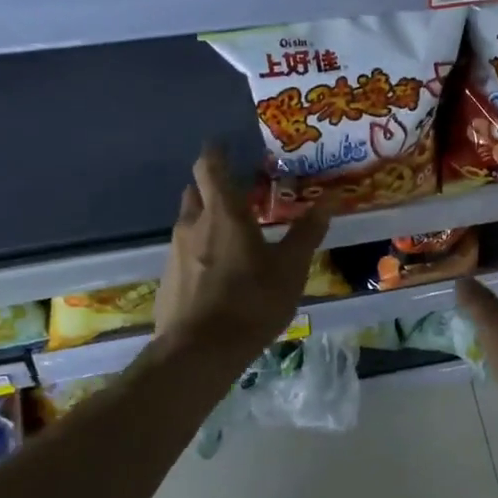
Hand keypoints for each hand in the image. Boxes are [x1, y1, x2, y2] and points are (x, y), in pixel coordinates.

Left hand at [156, 146, 331, 366]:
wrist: (198, 352)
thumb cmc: (251, 303)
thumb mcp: (290, 269)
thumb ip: (307, 232)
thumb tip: (330, 199)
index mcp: (223, 213)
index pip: (210, 165)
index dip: (216, 152)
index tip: (225, 146)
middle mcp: (192, 224)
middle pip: (196, 190)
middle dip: (213, 185)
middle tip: (238, 193)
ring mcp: (174, 252)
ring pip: (189, 222)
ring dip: (207, 219)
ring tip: (233, 236)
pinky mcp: (167, 279)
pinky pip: (184, 252)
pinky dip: (199, 250)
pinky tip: (218, 273)